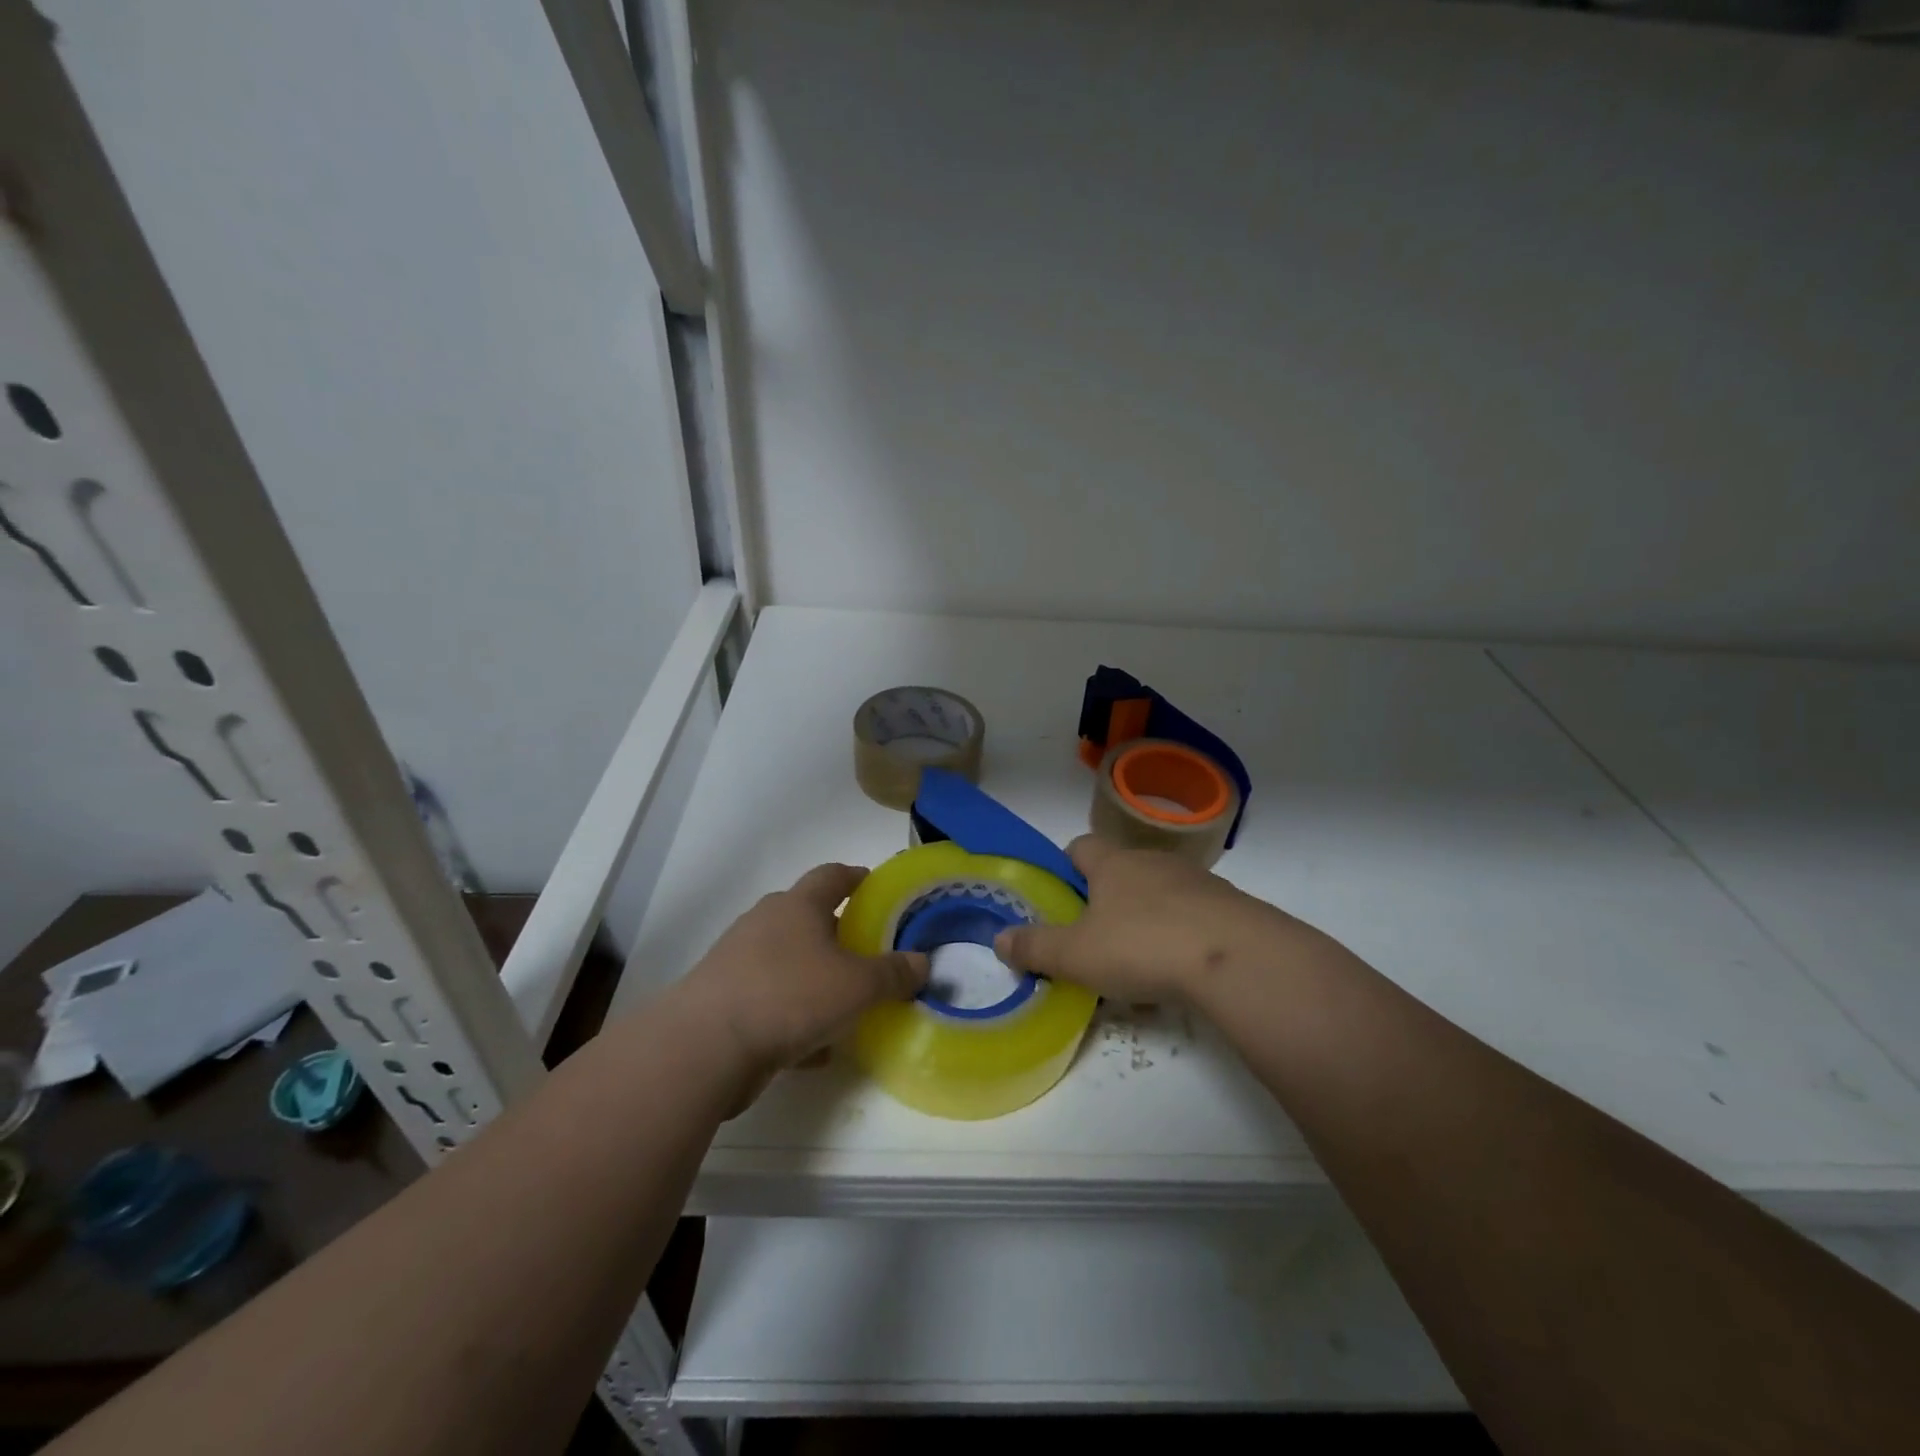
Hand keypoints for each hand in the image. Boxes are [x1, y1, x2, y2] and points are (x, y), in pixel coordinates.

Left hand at [676, 863, 928, 1084]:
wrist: (706, 1047)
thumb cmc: (791, 996)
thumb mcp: (858, 986)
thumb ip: (893, 974)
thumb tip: (922, 962)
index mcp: (799, 906)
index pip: (832, 875)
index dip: (857, 877)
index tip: (876, 886)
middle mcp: (766, 922)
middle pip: (807, 916)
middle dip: (837, 931)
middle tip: (867, 950)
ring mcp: (739, 960)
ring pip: (787, 960)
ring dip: (814, 976)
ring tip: (844, 1000)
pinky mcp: (724, 999)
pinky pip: (770, 1000)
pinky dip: (794, 1015)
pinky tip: (814, 1047)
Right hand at [993, 836, 1299, 1003]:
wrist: (1237, 958)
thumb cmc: (1142, 945)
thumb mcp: (1077, 954)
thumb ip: (1035, 947)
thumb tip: (998, 939)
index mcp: (1113, 864)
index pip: (1080, 846)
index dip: (1065, 866)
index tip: (1059, 895)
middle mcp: (1153, 862)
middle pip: (1121, 869)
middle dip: (1105, 898)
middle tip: (1093, 937)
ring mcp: (1196, 882)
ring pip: (1159, 893)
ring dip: (1145, 917)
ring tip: (1137, 961)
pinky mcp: (1229, 908)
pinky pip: (1193, 917)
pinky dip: (1180, 936)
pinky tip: (1178, 971)